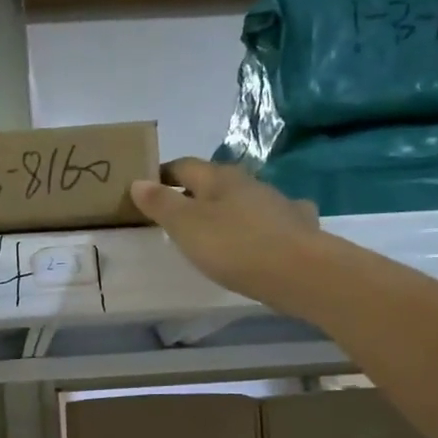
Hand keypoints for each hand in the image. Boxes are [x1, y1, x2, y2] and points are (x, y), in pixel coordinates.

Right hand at [131, 159, 319, 305]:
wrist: (299, 271)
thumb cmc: (233, 246)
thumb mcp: (185, 226)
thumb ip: (160, 204)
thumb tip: (138, 181)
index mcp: (218, 178)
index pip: (183, 166)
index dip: (162, 174)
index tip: (146, 188)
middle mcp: (248, 182)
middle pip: (214, 181)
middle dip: (193, 192)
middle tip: (174, 213)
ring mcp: (277, 202)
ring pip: (244, 198)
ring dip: (227, 207)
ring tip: (213, 227)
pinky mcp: (296, 226)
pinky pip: (272, 218)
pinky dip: (260, 222)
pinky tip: (261, 233)